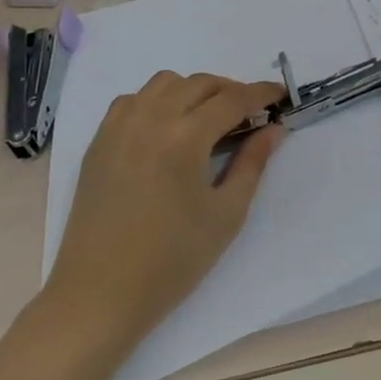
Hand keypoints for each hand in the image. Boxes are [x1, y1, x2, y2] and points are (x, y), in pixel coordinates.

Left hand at [45, 72, 286, 344]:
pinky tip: (166, 127)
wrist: (99, 296)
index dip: (261, 93)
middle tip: (249, 114)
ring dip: (193, 90)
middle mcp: (150, 120)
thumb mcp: (226, 214)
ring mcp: (119, 128)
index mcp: (185, 138)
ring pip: (164, 83)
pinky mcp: (99, 142)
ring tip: (208, 117)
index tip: (282, 95)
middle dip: (231, 91)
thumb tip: (273, 129)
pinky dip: (156, 100)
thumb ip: (252, 163)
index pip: (232, 99)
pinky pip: (132, 100)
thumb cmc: (171, 261)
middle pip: (200, 84)